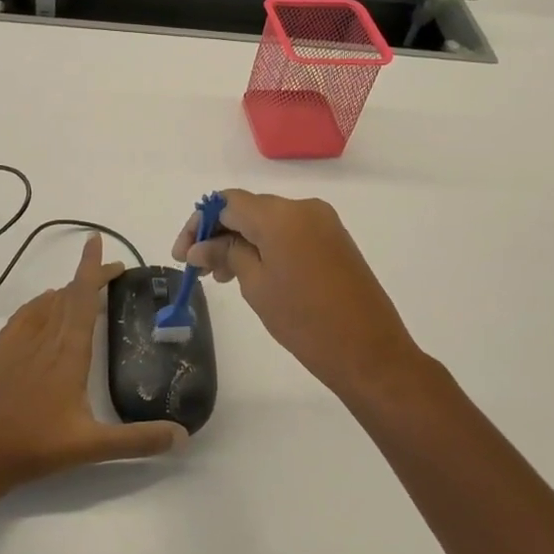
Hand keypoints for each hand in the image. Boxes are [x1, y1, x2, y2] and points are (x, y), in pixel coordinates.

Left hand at [0, 234, 187, 494]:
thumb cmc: (35, 447)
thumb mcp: (92, 447)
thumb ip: (138, 440)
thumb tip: (183, 436)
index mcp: (67, 351)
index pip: (82, 297)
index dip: (92, 268)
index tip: (97, 241)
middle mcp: (43, 338)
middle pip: (68, 294)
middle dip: (90, 277)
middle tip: (114, 274)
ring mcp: (17, 343)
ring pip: (46, 303)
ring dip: (67, 291)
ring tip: (85, 293)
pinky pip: (25, 315)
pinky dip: (41, 304)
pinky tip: (44, 312)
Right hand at [174, 190, 422, 398]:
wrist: (369, 351)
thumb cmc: (305, 320)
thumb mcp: (256, 286)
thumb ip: (227, 255)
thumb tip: (200, 246)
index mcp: (280, 215)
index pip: (227, 203)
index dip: (199, 223)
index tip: (184, 255)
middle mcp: (303, 207)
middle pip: (248, 209)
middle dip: (219, 234)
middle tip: (199, 270)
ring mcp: (323, 223)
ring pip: (269, 221)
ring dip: (241, 241)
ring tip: (223, 278)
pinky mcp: (334, 240)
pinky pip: (290, 232)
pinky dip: (266, 246)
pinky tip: (253, 274)